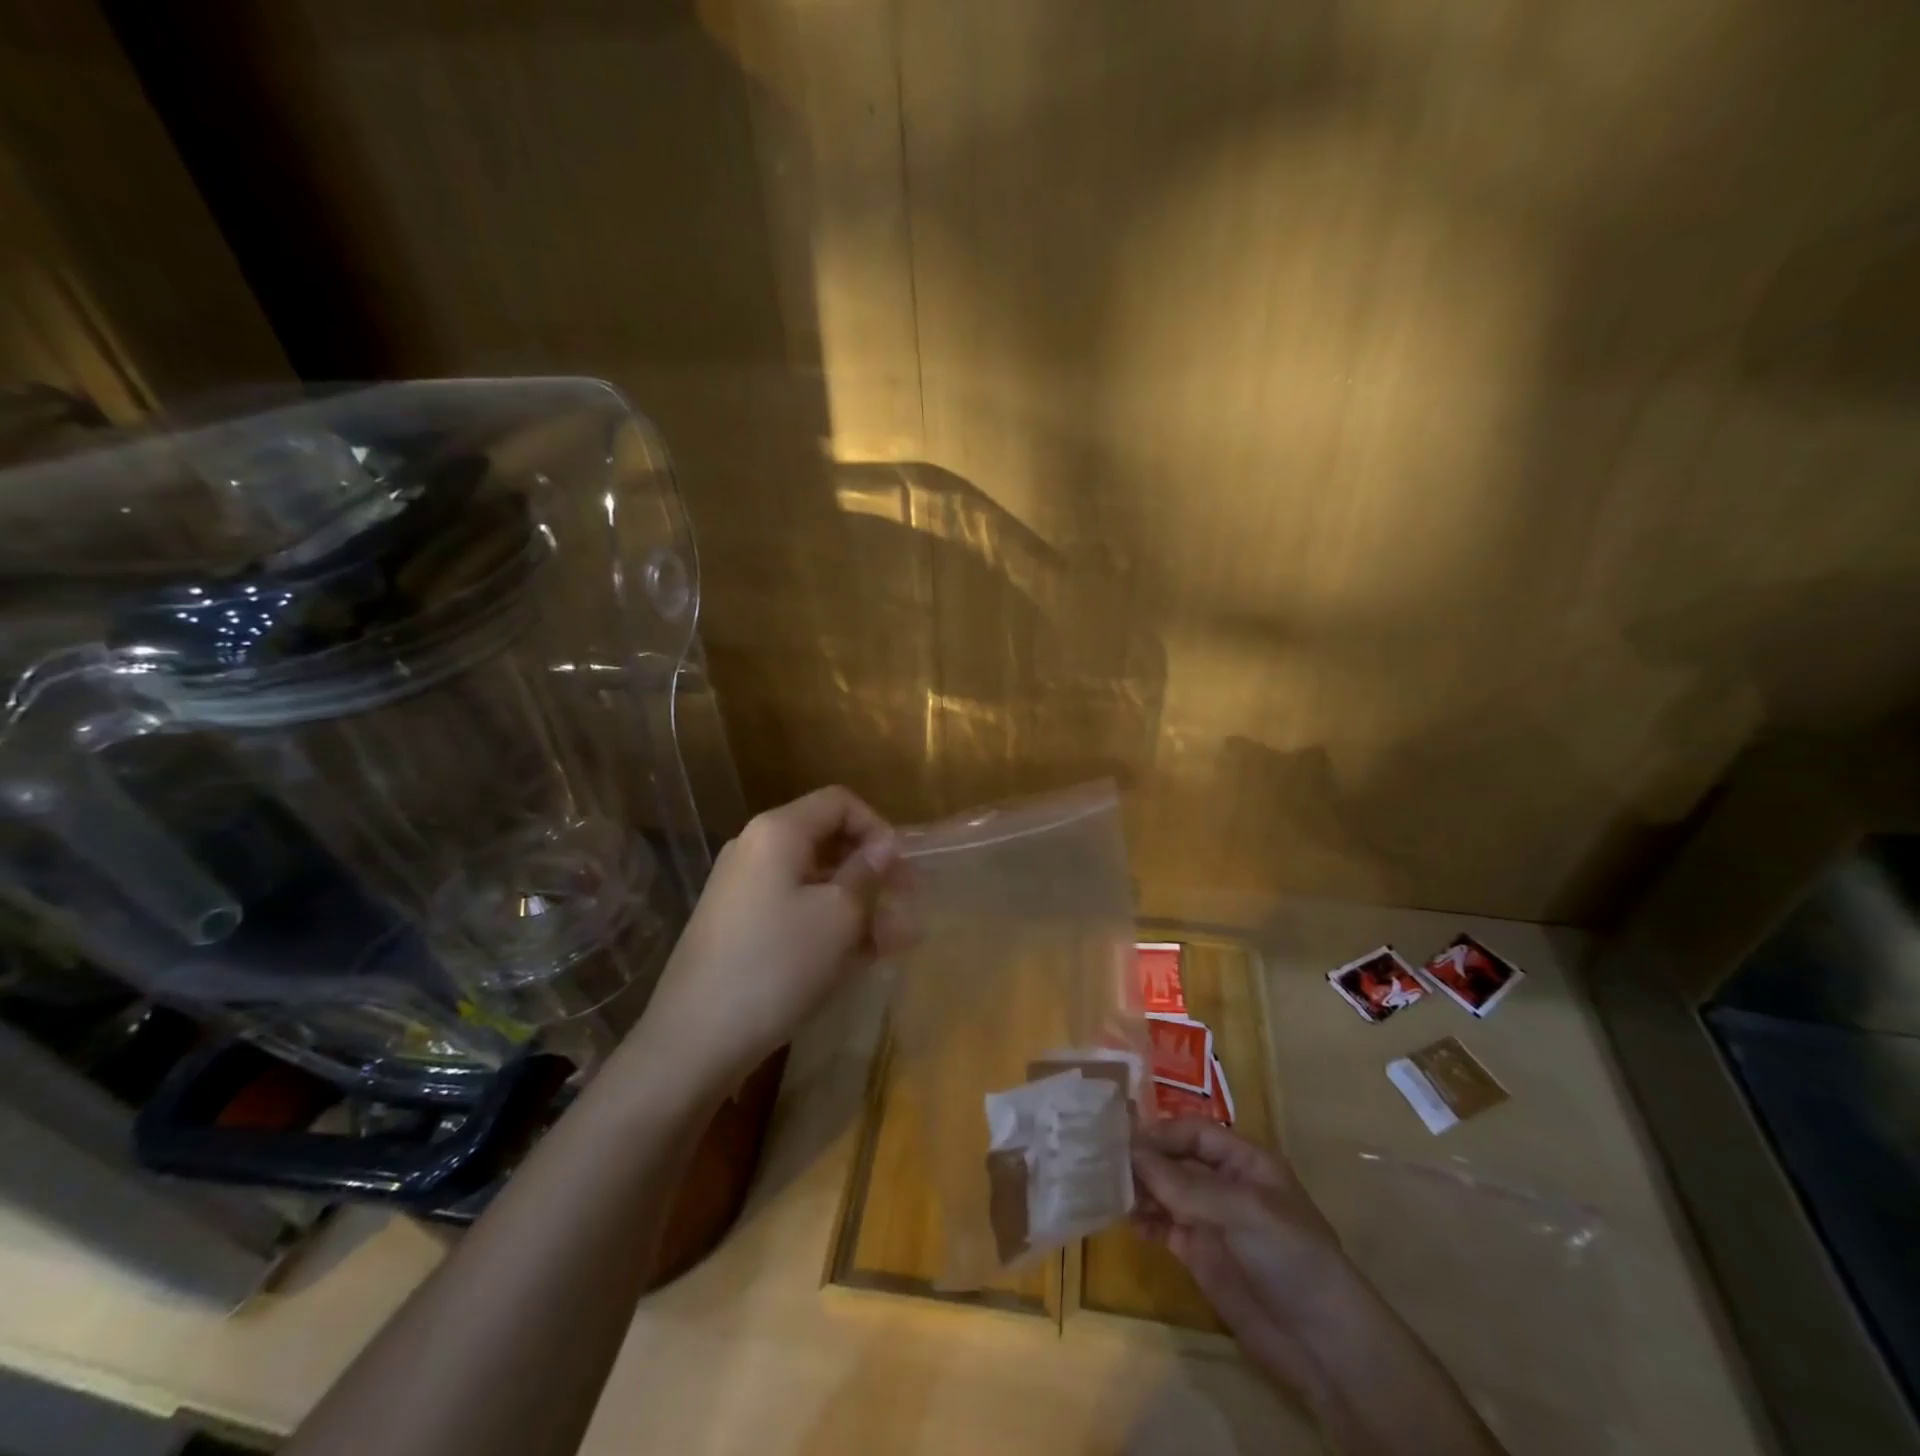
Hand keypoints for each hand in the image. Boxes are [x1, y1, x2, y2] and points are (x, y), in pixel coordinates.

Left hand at [630, 787, 904, 1094]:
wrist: (695, 1039)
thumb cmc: (778, 964)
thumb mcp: (839, 916)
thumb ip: (868, 874)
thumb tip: (885, 847)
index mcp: (778, 831)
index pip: (839, 802)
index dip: (878, 828)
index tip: (901, 870)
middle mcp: (755, 848)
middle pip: (826, 842)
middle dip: (871, 872)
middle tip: (906, 906)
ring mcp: (742, 889)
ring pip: (813, 882)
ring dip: (856, 905)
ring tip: (893, 944)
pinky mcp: (737, 926)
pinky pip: (793, 909)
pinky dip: (827, 924)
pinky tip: (857, 959)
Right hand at [1131, 1119, 1348, 1390]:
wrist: (1323, 1344)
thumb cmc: (1291, 1257)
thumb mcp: (1243, 1211)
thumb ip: (1186, 1184)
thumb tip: (1133, 1155)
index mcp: (1244, 1160)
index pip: (1194, 1132)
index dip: (1161, 1132)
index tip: (1122, 1139)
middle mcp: (1224, 1183)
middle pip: (1175, 1158)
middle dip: (1143, 1159)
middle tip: (1103, 1161)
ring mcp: (1211, 1219)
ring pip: (1165, 1191)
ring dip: (1139, 1188)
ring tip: (1108, 1190)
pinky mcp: (1200, 1254)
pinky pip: (1164, 1225)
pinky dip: (1143, 1220)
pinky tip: (1126, 1221)